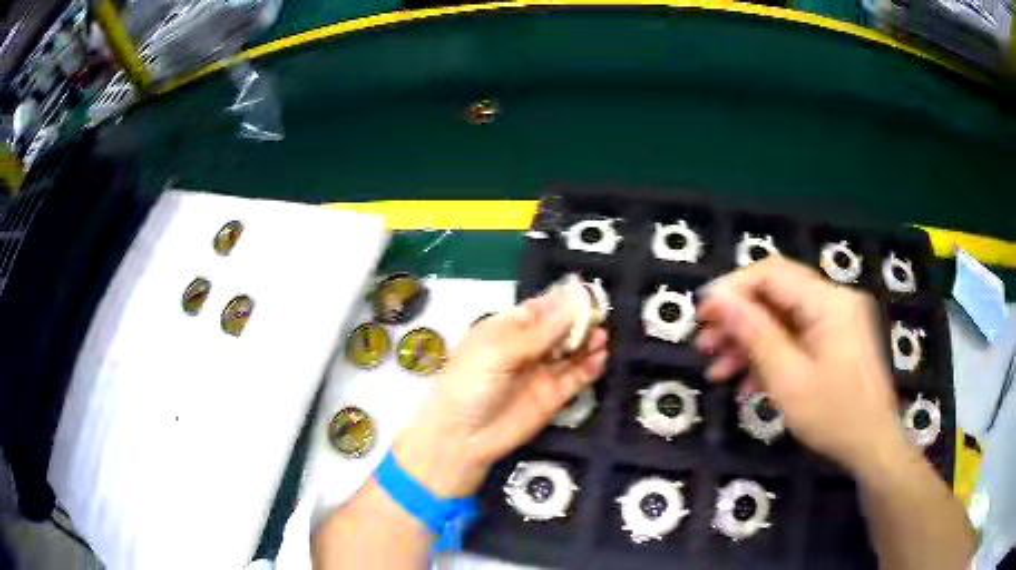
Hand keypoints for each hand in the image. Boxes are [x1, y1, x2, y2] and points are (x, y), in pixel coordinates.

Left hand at [394, 279, 608, 496]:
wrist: (463, 436)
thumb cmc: (471, 383)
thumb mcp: (500, 350)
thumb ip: (541, 331)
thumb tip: (573, 300)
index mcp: (508, 328)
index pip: (542, 308)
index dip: (564, 300)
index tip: (588, 292)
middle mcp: (528, 347)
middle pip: (561, 328)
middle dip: (580, 320)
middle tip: (601, 315)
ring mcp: (542, 372)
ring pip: (572, 351)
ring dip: (588, 342)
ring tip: (602, 337)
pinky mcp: (554, 396)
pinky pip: (577, 377)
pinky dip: (590, 367)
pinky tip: (600, 358)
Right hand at [695, 257, 909, 477]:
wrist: (873, 447)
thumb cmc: (834, 416)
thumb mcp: (788, 379)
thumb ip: (754, 333)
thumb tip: (718, 299)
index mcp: (829, 302)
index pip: (772, 274)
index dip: (733, 289)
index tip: (702, 314)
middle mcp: (835, 301)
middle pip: (777, 296)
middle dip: (738, 321)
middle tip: (705, 346)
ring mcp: (839, 321)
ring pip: (785, 319)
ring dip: (751, 343)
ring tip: (718, 371)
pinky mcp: (838, 341)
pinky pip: (799, 338)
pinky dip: (773, 356)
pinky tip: (749, 383)